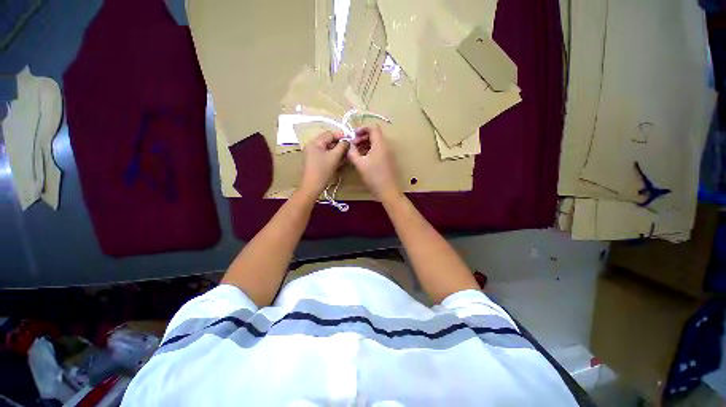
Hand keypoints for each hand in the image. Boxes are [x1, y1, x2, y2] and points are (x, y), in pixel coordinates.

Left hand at [299, 131, 349, 197]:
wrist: (312, 186)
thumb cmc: (323, 170)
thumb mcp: (334, 157)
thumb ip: (342, 146)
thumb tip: (347, 141)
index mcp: (315, 142)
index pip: (329, 134)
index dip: (341, 135)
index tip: (351, 139)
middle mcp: (312, 146)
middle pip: (328, 141)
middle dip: (340, 144)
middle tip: (350, 148)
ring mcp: (312, 154)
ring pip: (327, 149)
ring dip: (337, 151)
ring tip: (347, 154)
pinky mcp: (314, 162)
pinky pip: (325, 155)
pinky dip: (333, 156)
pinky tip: (341, 160)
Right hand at [347, 125, 401, 201]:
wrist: (388, 191)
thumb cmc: (374, 177)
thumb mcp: (360, 164)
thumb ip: (353, 152)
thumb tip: (349, 145)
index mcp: (380, 144)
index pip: (373, 128)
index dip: (362, 129)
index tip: (353, 135)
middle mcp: (386, 146)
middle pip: (375, 135)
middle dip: (363, 137)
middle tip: (353, 145)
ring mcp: (389, 153)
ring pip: (377, 143)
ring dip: (366, 144)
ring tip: (357, 152)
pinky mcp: (389, 160)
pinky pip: (379, 150)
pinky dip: (371, 150)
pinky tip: (364, 159)